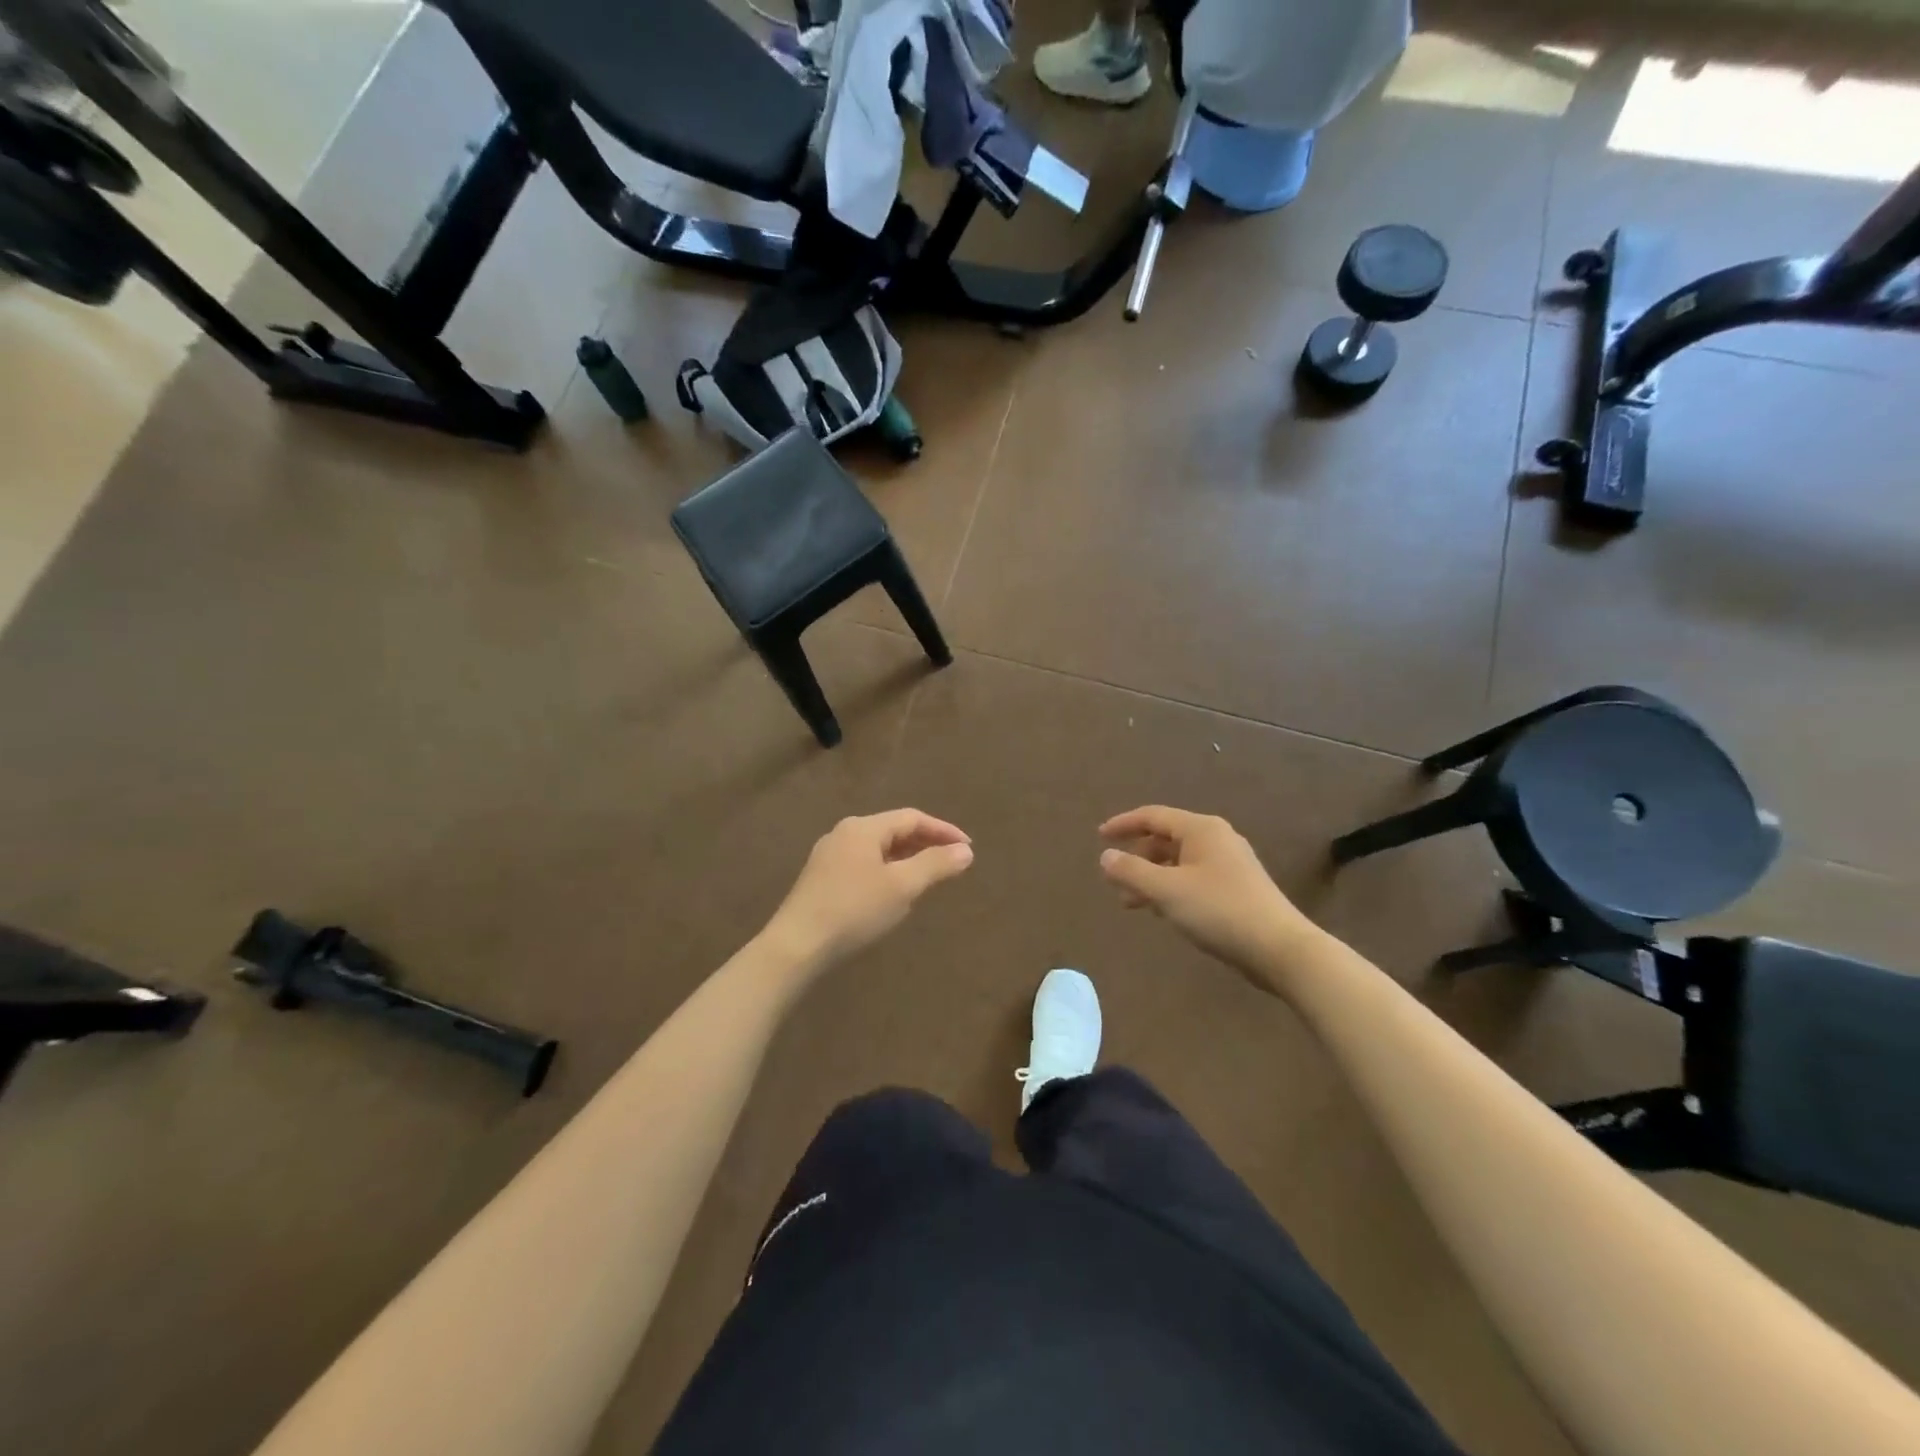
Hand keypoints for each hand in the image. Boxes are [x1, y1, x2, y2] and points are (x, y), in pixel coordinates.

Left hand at [762, 810, 973, 968]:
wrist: (796, 945)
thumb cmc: (854, 910)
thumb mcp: (902, 887)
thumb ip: (935, 865)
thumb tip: (965, 851)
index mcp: (863, 827)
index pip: (912, 818)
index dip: (943, 830)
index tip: (968, 847)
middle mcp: (844, 833)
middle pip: (893, 830)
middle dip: (926, 843)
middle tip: (953, 860)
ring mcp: (829, 855)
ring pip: (878, 848)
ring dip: (907, 857)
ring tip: (929, 875)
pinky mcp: (821, 878)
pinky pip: (864, 863)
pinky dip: (887, 870)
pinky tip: (894, 891)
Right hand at [1099, 806, 1318, 978]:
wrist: (1280, 948)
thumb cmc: (1219, 911)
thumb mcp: (1166, 891)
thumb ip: (1131, 871)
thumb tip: (1106, 856)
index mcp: (1200, 829)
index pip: (1153, 816)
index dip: (1123, 824)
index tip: (1099, 837)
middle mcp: (1216, 838)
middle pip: (1166, 839)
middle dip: (1137, 857)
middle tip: (1114, 879)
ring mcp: (1230, 863)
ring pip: (1179, 862)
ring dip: (1152, 877)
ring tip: (1131, 903)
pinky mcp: (1237, 888)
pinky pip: (1193, 878)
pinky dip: (1171, 888)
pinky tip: (1163, 911)